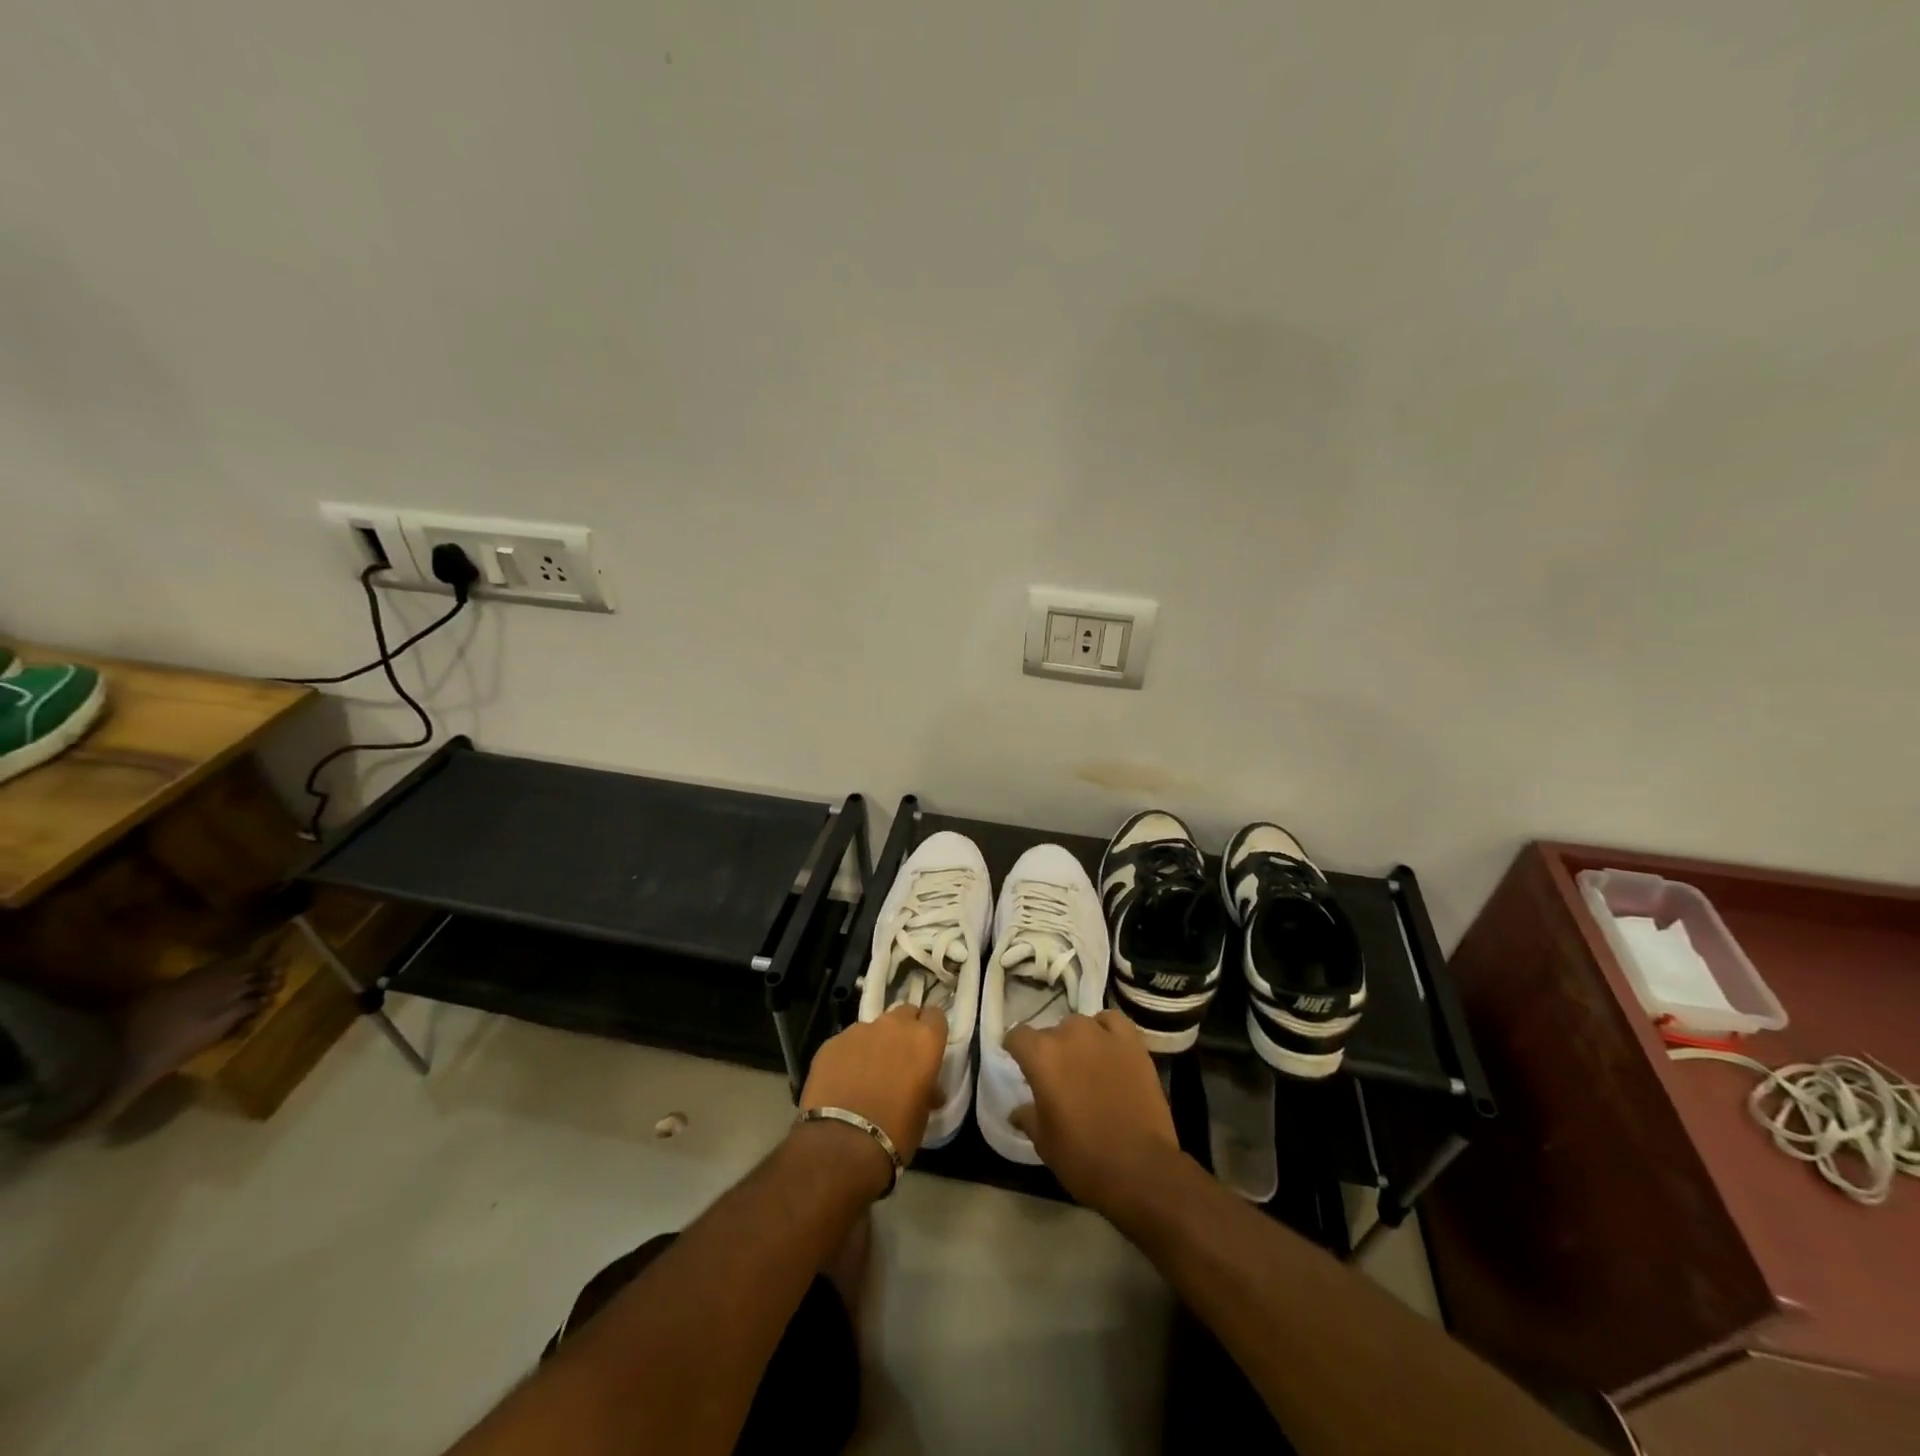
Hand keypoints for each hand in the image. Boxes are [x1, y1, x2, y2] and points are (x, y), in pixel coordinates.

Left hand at [800, 1005, 948, 1161]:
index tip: (927, 1048)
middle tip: (900, 1058)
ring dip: (875, 1043)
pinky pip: (847, 1042)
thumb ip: (927, 1089)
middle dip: (904, 1030)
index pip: (936, 1016)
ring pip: (873, 1027)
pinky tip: (842, 1081)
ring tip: (866, 1073)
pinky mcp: (832, 1041)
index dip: (931, 1030)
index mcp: (924, 1040)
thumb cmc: (895, 1131)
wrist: (842, 1143)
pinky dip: (849, 1055)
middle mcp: (894, 1025)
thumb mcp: (923, 1113)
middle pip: (905, 1013)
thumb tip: (929, 1090)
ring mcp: (860, 1030)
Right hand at [1006, 1011, 1181, 1217]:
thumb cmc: (1083, 1158)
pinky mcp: (1132, 1043)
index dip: (1016, 1049)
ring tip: (1085, 1064)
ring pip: (1081, 1025)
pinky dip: (1106, 1030)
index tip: (1019, 1063)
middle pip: (1051, 1031)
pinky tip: (1108, 1048)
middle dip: (1050, 1050)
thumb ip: (1028, 1117)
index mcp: (1041, 1056)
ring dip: (1077, 1041)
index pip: (1017, 1036)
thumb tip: (1016, 1111)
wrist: (1141, 1169)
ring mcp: (1103, 1035)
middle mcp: (1069, 1035)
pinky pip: (1113, 1022)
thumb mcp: (1044, 1142)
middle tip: (1057, 1077)